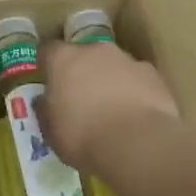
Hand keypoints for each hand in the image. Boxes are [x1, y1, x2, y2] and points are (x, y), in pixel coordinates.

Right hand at [36, 39, 178, 172]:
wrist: (138, 144)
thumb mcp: (51, 132)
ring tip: (111, 110)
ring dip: (108, 80)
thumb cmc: (84, 138)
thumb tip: (43, 102)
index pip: (47, 51)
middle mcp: (94, 51)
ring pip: (112, 65)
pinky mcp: (153, 75)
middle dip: (80, 71)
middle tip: (79, 98)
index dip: (46, 65)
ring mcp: (127, 60)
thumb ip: (45, 111)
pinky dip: (133, 91)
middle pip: (83, 54)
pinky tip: (135, 115)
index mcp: (63, 60)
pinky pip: (136, 79)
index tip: (46, 80)